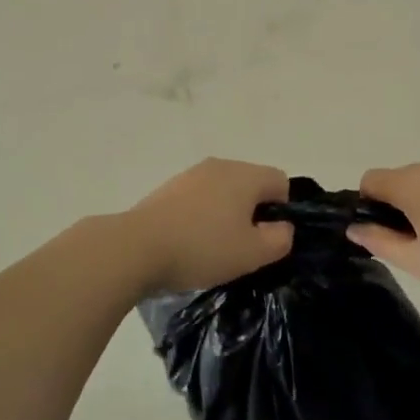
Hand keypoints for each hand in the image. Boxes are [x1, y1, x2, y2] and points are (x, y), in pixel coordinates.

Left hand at [121, 158, 293, 296]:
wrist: (137, 247)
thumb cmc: (202, 248)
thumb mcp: (253, 253)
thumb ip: (280, 239)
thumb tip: (282, 226)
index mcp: (245, 175)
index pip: (280, 181)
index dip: (281, 211)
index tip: (266, 238)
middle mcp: (220, 165)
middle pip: (251, 184)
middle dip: (253, 212)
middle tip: (242, 247)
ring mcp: (191, 174)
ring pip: (223, 191)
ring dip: (225, 215)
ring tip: (213, 248)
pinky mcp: (168, 188)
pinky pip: (199, 199)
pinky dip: (201, 216)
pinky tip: (189, 242)